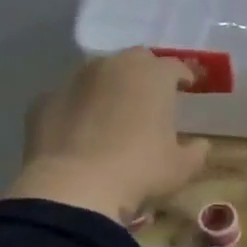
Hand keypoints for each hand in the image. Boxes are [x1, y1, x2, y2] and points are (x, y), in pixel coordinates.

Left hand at [3, 50, 210, 219]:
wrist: (74, 186)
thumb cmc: (140, 170)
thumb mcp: (181, 168)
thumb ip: (195, 151)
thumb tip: (201, 145)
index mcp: (153, 75)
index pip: (175, 66)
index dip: (184, 76)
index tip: (189, 87)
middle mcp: (113, 66)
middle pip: (135, 60)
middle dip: (146, 74)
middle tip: (152, 96)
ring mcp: (74, 80)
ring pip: (98, 74)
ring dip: (110, 87)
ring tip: (114, 113)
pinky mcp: (44, 101)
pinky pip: (69, 99)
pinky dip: (78, 109)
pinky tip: (80, 132)